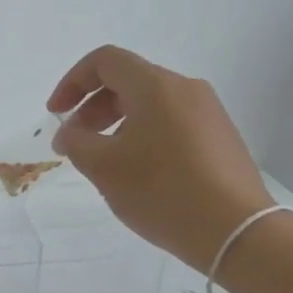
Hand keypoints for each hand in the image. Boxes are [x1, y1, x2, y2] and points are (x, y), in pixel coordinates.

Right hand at [48, 46, 274, 270]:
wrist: (236, 231)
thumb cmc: (162, 192)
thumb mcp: (104, 168)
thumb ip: (76, 142)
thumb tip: (69, 132)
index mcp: (155, 86)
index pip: (105, 61)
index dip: (72, 82)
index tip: (55, 114)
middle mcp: (185, 88)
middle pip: (128, 80)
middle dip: (92, 106)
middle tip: (74, 142)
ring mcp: (208, 112)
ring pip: (150, 103)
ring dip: (116, 122)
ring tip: (103, 160)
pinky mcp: (220, 137)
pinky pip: (171, 122)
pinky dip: (143, 134)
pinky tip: (138, 171)